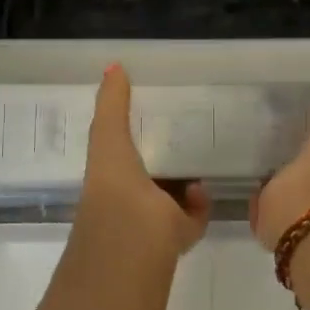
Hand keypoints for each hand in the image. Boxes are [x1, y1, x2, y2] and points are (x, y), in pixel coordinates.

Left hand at [76, 64, 211, 261]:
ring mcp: (153, 222)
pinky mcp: (179, 237)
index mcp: (108, 178)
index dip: (132, 135)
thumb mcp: (108, 138)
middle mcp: (128, 201)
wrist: (132, 244)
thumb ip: (111, 104)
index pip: (120, 153)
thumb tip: (114, 66)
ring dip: (186, 180)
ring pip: (174, 196)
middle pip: (150, 175)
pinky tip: (199, 189)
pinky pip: (195, 215)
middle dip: (166, 157)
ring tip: (200, 157)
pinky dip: (200, 203)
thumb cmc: (114, 188)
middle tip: (188, 132)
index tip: (153, 112)